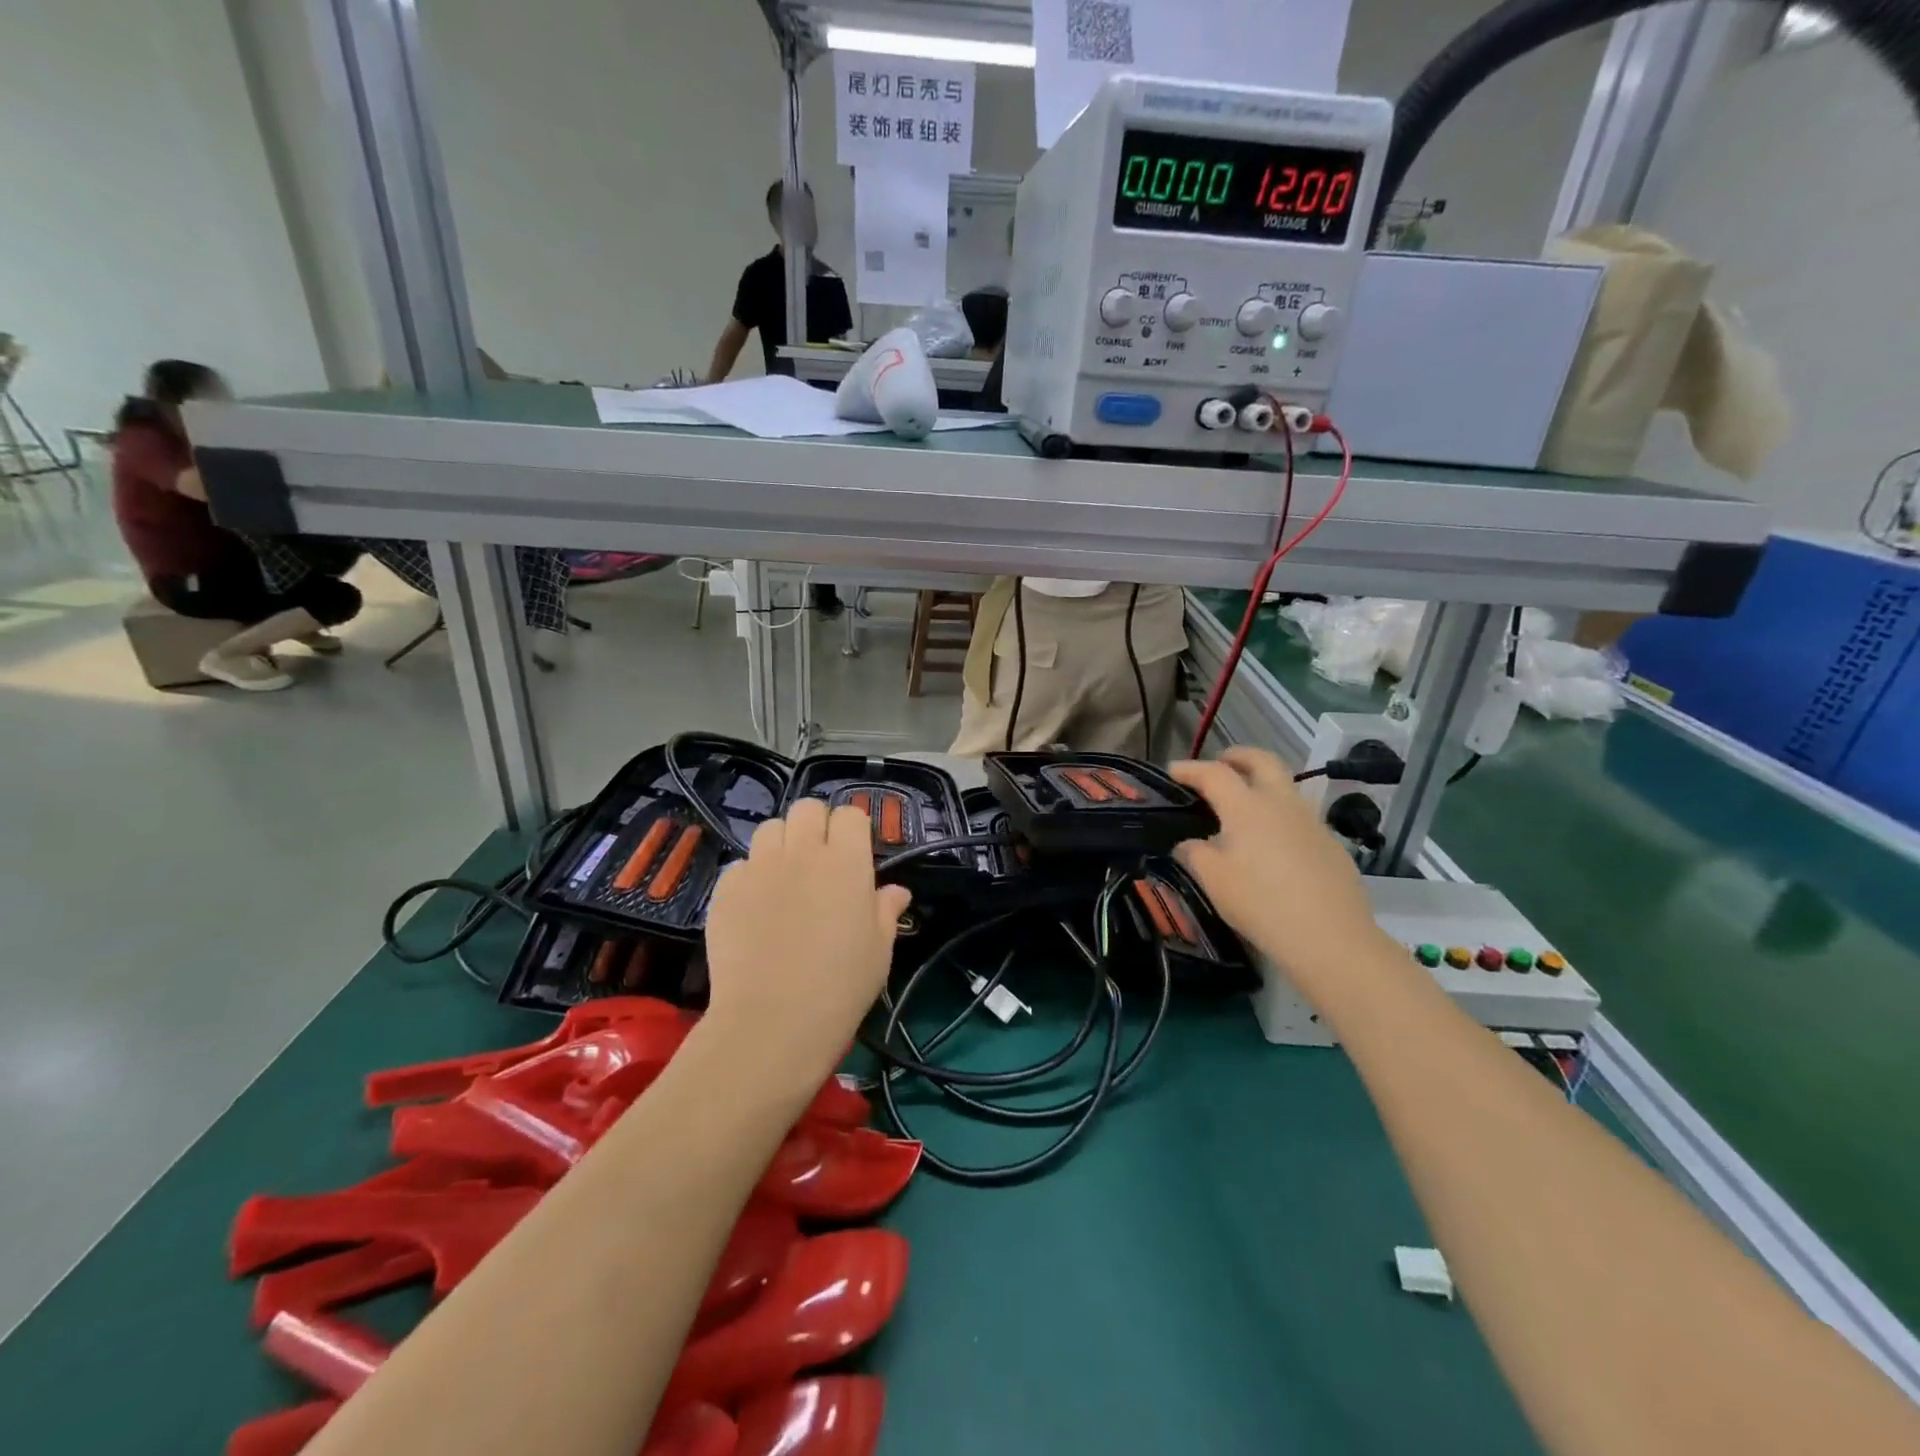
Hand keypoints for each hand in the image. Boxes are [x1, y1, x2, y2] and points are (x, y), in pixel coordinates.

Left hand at [703, 799, 911, 1094]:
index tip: (854, 854)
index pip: (850, 814)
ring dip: (780, 844)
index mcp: (846, 862)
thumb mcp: (879, 949)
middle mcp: (802, 852)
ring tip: (784, 877)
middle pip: (807, 808)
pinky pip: (740, 866)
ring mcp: (760, 868)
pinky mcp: (725, 889)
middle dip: (815, 825)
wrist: (773, 1021)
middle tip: (819, 859)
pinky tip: (755, 908)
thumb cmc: (841, 986)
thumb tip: (896, 890)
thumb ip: (886, 910)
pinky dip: (749, 877)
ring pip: (770, 829)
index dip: (852, 830)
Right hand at [1169, 747, 1384, 996]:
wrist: (1330, 937)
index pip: (1214, 773)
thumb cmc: (1261, 903)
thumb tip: (1190, 843)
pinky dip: (1279, 814)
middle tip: (1220, 763)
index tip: (1173, 771)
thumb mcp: (1214, 880)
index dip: (1190, 769)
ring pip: (1286, 786)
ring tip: (1244, 804)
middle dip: (1238, 756)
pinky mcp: (1330, 844)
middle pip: (1262, 761)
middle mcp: (1281, 803)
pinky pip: (1299, 815)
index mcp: (1247, 806)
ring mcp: (1311, 821)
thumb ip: (1195, 853)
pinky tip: (1271, 842)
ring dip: (1262, 783)